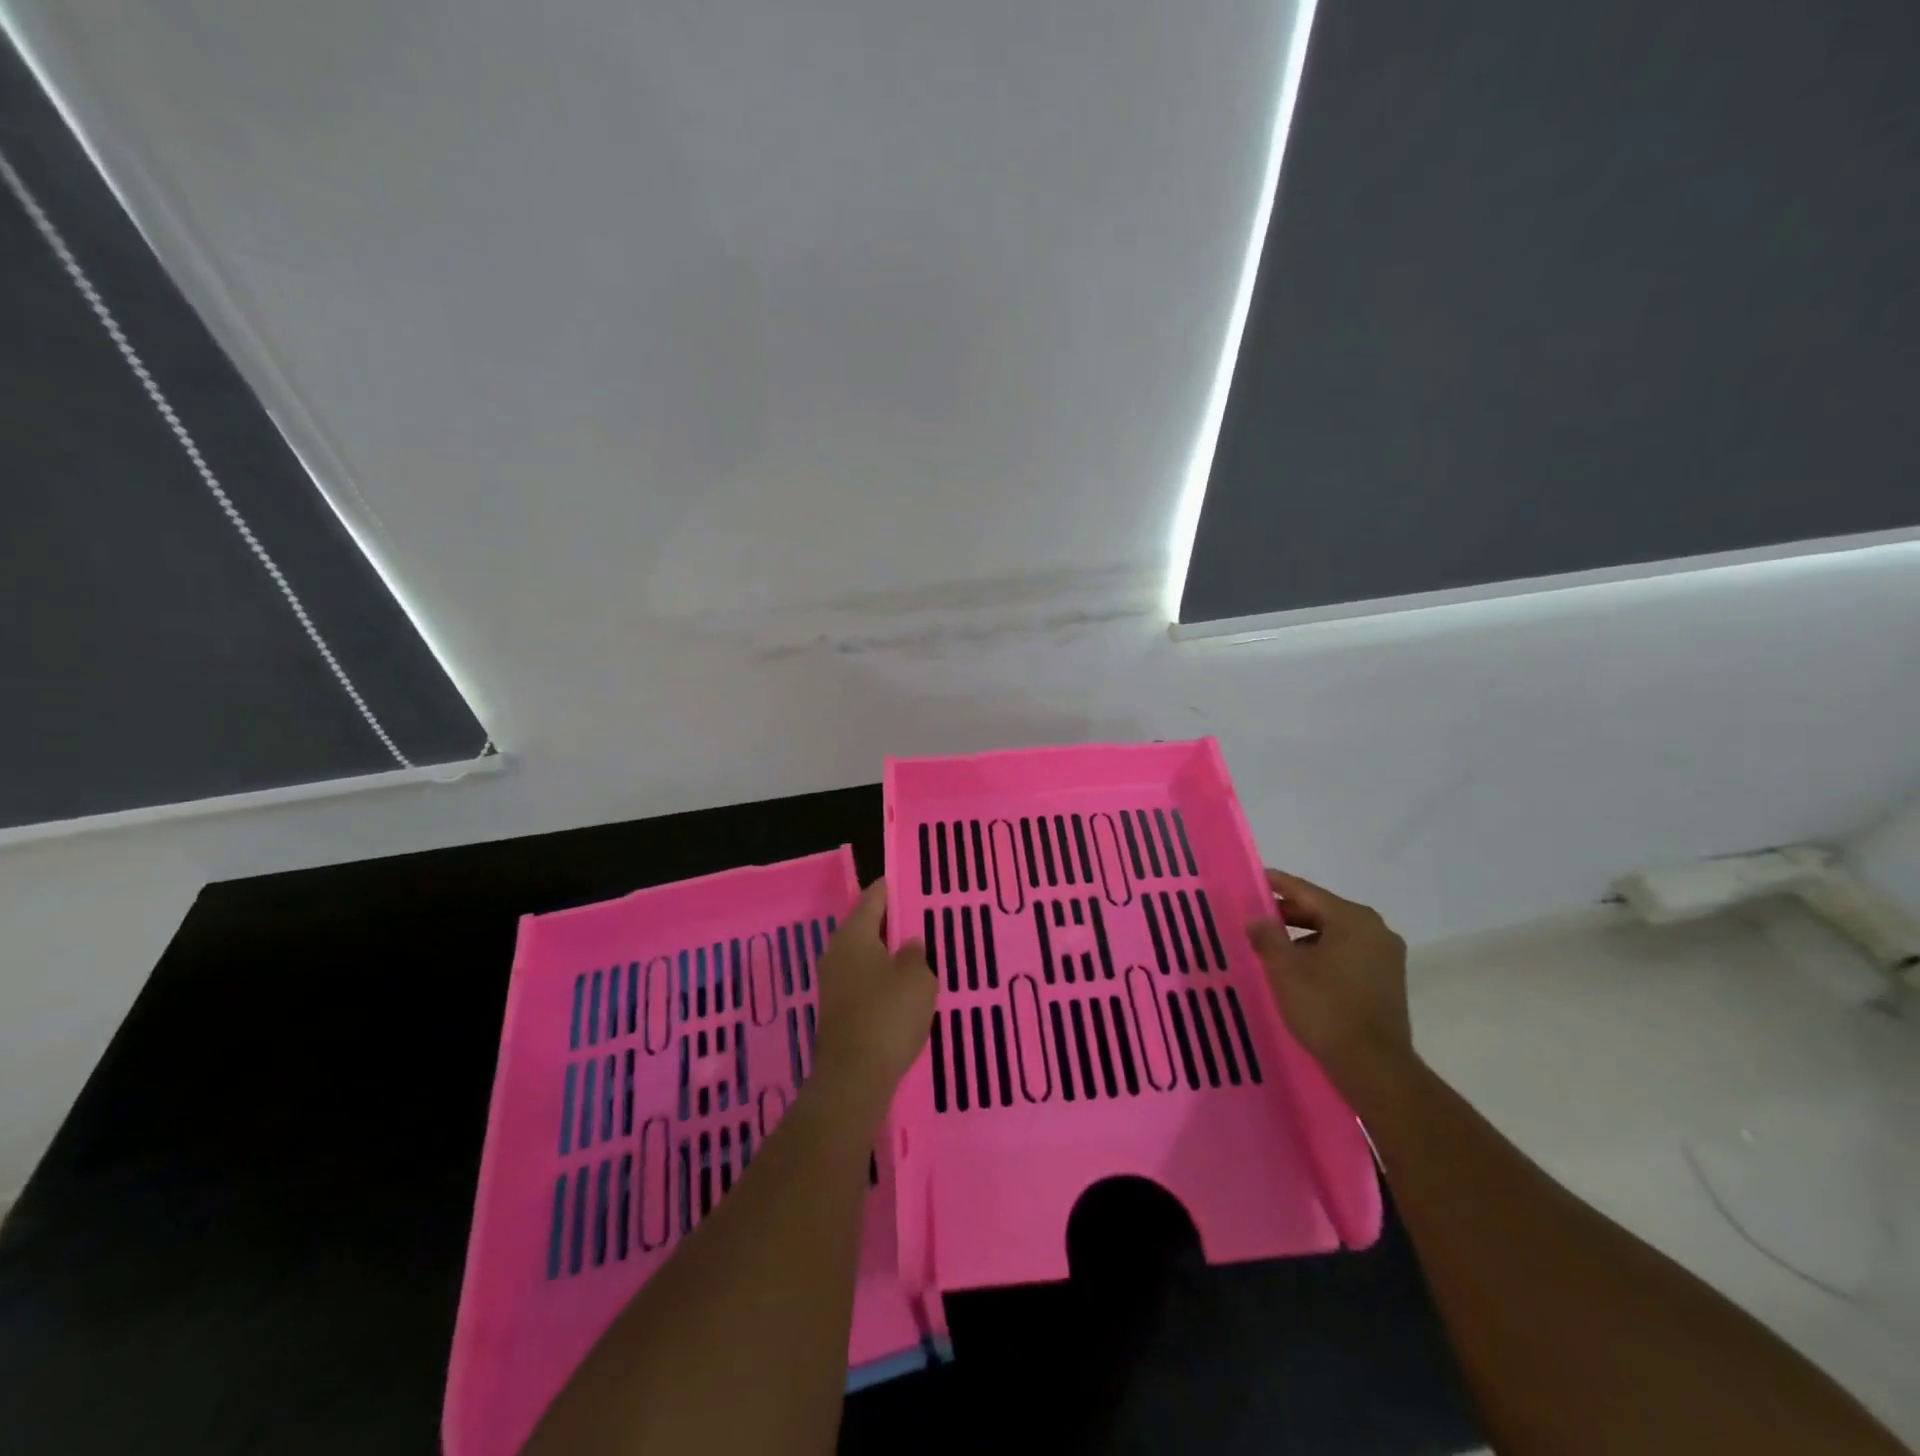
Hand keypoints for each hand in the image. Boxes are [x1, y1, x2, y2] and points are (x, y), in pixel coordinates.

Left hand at [812, 879, 936, 1115]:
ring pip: (864, 956)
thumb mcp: (917, 979)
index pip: (874, 898)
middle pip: (866, 926)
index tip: (910, 881)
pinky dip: (880, 980)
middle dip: (891, 923)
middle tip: (920, 920)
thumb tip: (908, 944)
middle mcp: (837, 952)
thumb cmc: (888, 1015)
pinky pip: (862, 982)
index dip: (892, 888)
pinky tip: (902, 990)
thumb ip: (915, 954)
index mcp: (854, 934)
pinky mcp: (836, 1010)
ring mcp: (832, 983)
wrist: (853, 1077)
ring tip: (916, 955)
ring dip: (886, 954)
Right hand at [1246, 869, 1411, 1092]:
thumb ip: (1267, 936)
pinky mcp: (1387, 981)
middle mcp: (1375, 930)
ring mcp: (1386, 957)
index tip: (1254, 879)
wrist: (1373, 1066)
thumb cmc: (1325, 1007)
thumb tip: (1257, 918)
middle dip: (1289, 913)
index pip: (1306, 891)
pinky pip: (1347, 954)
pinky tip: (1300, 969)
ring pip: (1335, 934)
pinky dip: (1322, 954)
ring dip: (1304, 936)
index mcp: (1353, 919)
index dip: (1276, 885)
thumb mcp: (1284, 968)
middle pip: (1323, 911)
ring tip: (1273, 946)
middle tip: (1256, 916)